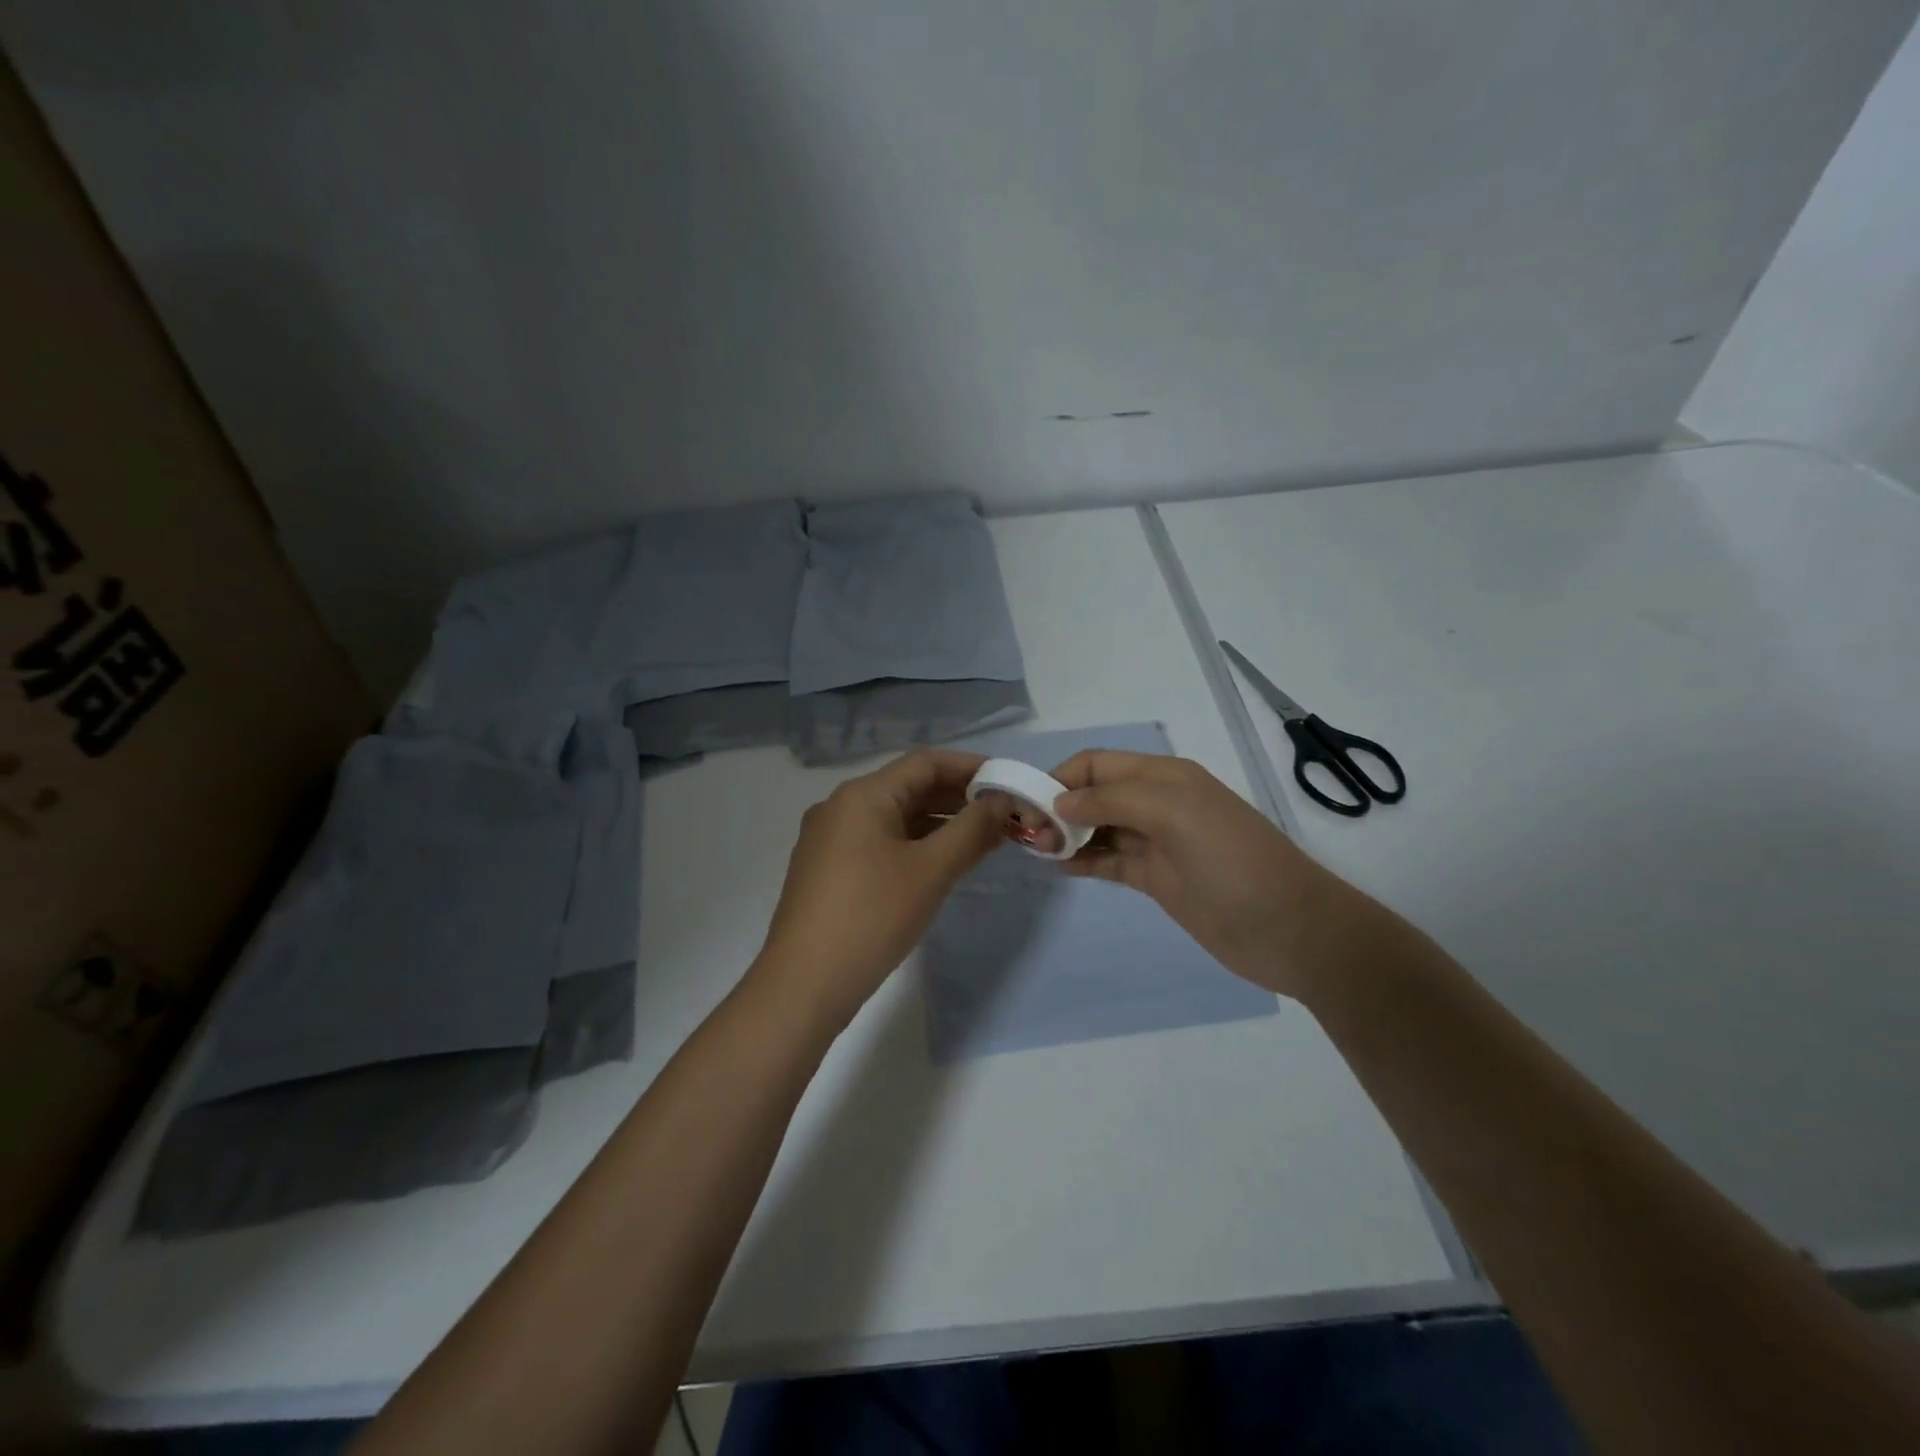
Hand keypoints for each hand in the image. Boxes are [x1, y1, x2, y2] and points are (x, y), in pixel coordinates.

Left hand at [754, 749, 1007, 1029]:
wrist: (803, 985)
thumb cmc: (871, 917)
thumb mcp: (931, 871)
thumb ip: (971, 830)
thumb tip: (1001, 801)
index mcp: (862, 795)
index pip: (925, 762)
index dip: (971, 767)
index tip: (1009, 783)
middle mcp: (840, 806)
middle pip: (909, 787)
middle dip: (958, 799)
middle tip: (1003, 816)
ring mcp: (829, 839)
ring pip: (894, 817)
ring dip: (939, 824)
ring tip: (982, 841)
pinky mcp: (827, 870)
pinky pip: (879, 841)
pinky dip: (914, 844)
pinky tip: (941, 864)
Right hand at [1051, 751, 1359, 999]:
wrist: (1290, 929)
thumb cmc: (1233, 861)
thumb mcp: (1175, 814)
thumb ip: (1114, 801)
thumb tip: (1061, 801)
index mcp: (1164, 776)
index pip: (1098, 763)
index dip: (1062, 776)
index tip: (1029, 804)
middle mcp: (1157, 803)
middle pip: (1094, 793)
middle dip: (1059, 805)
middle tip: (1031, 836)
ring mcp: (1156, 842)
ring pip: (1098, 827)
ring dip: (1067, 834)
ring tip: (1039, 852)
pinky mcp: (1156, 878)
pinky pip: (1109, 861)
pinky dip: (1083, 860)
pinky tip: (1059, 867)